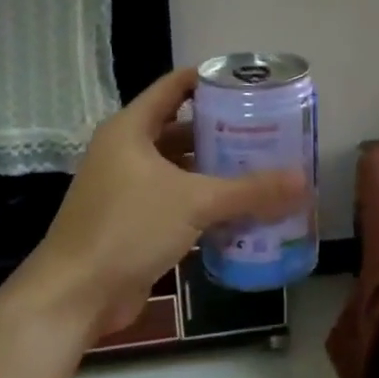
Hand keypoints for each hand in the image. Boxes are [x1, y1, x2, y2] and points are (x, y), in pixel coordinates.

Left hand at [27, 69, 306, 337]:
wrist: (74, 297)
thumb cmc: (128, 229)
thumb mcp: (194, 202)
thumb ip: (250, 190)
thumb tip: (303, 180)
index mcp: (130, 130)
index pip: (174, 87)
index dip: (209, 80)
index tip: (249, 84)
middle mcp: (126, 153)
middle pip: (180, 129)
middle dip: (222, 130)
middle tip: (266, 130)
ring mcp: (127, 189)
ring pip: (180, 168)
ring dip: (215, 170)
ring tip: (261, 167)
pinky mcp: (132, 222)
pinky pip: (176, 201)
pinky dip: (204, 202)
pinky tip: (240, 209)